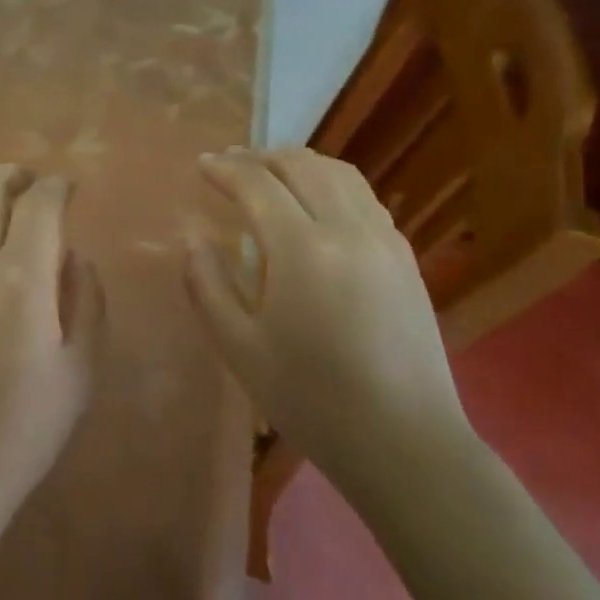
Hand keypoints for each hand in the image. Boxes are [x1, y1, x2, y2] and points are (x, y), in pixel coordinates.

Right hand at [184, 147, 474, 486]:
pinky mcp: (405, 257)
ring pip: (340, 174)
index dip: (225, 169)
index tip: (202, 164)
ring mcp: (384, 240)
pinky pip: (364, 197)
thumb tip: (194, 239)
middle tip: (231, 164)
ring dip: (299, 164)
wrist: (404, 441)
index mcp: (302, 250)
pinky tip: (317, 203)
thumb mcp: (239, 348)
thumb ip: (207, 285)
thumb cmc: (311, 399)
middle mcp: (348, 229)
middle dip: (260, 157)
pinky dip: (332, 183)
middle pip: (302, 166)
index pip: (258, 185)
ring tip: (271, 172)